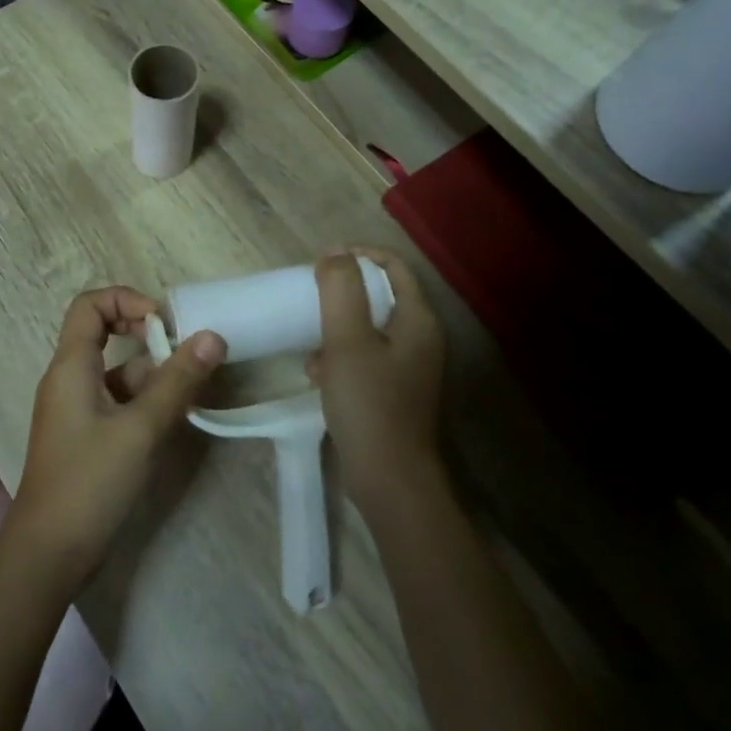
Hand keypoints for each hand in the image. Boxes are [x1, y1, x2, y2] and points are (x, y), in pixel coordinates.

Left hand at [4, 287, 223, 585]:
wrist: (49, 553)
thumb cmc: (89, 482)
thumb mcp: (140, 429)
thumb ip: (177, 382)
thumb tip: (212, 336)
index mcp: (71, 366)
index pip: (90, 305)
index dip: (126, 300)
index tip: (162, 323)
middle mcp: (70, 379)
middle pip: (107, 336)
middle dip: (149, 342)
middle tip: (187, 358)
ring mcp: (77, 410)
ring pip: (118, 374)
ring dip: (153, 377)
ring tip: (192, 395)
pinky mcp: (87, 437)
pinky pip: (118, 403)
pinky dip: (145, 404)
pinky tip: (173, 421)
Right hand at [311, 250, 445, 511]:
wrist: (389, 478)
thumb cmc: (369, 403)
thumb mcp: (347, 340)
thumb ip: (340, 290)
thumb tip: (334, 252)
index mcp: (418, 319)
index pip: (393, 266)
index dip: (358, 256)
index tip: (321, 262)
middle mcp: (421, 338)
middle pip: (381, 295)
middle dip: (343, 291)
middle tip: (310, 295)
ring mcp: (410, 367)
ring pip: (370, 327)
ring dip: (338, 325)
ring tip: (309, 335)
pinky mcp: (395, 391)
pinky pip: (366, 356)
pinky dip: (341, 355)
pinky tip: (316, 372)